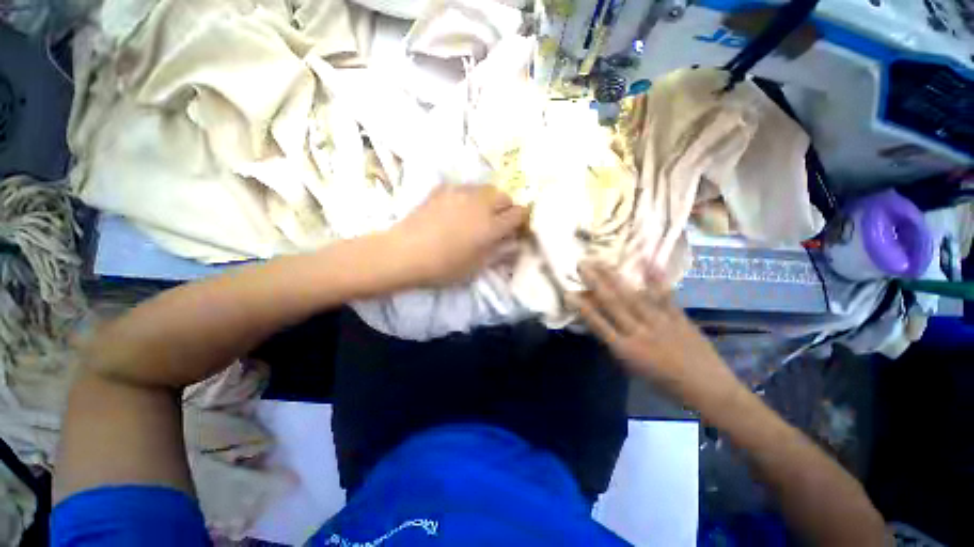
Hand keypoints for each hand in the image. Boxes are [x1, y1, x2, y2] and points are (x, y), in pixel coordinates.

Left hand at [388, 184, 528, 286]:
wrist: (405, 252)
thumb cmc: (444, 266)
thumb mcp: (476, 266)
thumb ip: (500, 252)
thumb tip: (515, 243)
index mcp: (492, 225)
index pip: (519, 213)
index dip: (520, 220)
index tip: (515, 229)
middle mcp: (480, 203)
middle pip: (504, 196)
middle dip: (505, 208)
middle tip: (495, 223)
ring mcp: (460, 193)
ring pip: (485, 189)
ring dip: (488, 200)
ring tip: (476, 214)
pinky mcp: (442, 189)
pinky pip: (464, 188)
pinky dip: (468, 196)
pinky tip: (456, 209)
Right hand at [569, 261, 735, 400]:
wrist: (709, 389)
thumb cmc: (665, 384)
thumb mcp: (634, 368)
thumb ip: (618, 344)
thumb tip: (604, 323)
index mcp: (626, 350)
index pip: (598, 324)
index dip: (582, 307)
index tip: (568, 292)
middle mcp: (639, 333)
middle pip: (612, 303)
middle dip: (595, 283)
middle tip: (582, 265)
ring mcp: (660, 322)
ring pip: (633, 295)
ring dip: (614, 277)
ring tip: (601, 262)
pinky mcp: (678, 316)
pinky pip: (664, 294)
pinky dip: (654, 277)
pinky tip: (645, 260)